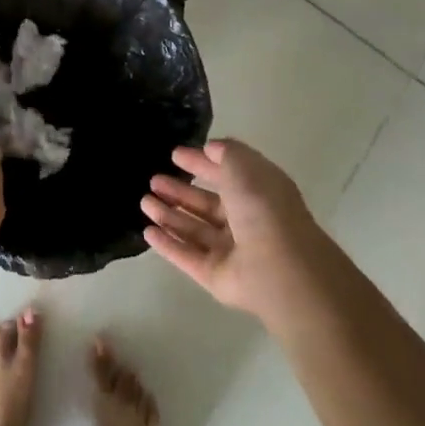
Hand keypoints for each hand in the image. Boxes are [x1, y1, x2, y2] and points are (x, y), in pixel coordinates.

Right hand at [142, 138, 327, 323]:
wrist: (280, 267)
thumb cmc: (262, 207)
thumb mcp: (244, 165)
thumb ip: (226, 153)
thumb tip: (210, 149)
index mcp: (257, 192)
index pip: (225, 174)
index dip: (201, 163)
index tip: (175, 154)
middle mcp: (245, 221)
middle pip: (206, 204)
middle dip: (180, 191)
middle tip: (153, 179)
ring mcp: (231, 251)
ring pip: (194, 229)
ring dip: (169, 214)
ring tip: (144, 201)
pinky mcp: (216, 276)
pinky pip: (187, 257)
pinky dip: (168, 244)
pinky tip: (147, 232)